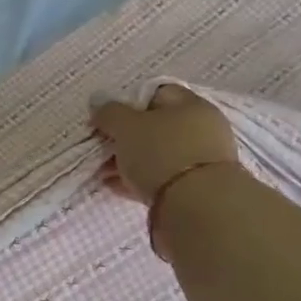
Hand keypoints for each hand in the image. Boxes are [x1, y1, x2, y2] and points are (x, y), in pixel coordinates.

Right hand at [91, 83, 237, 202]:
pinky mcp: (194, 189)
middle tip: (102, 147)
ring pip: (156, 154)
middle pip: (155, 126)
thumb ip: (110, 112)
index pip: (156, 93)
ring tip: (103, 172)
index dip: (127, 102)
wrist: (197, 207)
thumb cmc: (161, 154)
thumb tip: (99, 102)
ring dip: (128, 161)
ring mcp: (200, 161)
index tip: (107, 118)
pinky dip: (137, 180)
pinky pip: (160, 178)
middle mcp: (201, 129)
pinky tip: (114, 186)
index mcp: (191, 105)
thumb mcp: (127, 126)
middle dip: (124, 137)